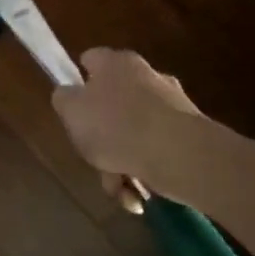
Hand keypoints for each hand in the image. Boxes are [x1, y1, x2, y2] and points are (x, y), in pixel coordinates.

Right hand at [51, 48, 202, 210]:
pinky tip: (137, 195)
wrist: (180, 156)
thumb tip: (70, 96)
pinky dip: (144, 172)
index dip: (77, 81)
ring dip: (122, 161)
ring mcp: (173, 105)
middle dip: (102, 134)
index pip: (89, 60)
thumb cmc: (116, 126)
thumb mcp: (70, 110)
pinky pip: (156, 151)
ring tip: (119, 188)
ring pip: (134, 133)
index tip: (72, 107)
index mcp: (116, 63)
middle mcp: (147, 76)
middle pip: (112, 102)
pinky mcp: (191, 134)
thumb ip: (64, 99)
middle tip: (93, 156)